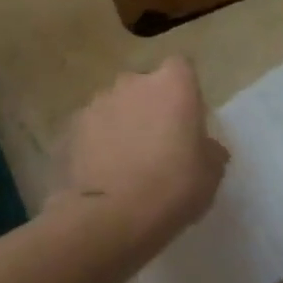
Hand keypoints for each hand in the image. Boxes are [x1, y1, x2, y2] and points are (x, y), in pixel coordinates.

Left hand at [53, 57, 228, 255]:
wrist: (111, 215)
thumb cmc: (173, 187)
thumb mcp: (211, 174)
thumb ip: (209, 150)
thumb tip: (205, 147)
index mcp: (172, 85)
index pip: (180, 68)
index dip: (182, 90)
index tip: (185, 117)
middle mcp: (133, 82)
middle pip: (144, 85)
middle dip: (149, 106)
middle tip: (156, 142)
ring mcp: (98, 101)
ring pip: (115, 104)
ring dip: (121, 122)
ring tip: (124, 159)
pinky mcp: (72, 125)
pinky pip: (92, 127)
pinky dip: (97, 141)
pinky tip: (102, 170)